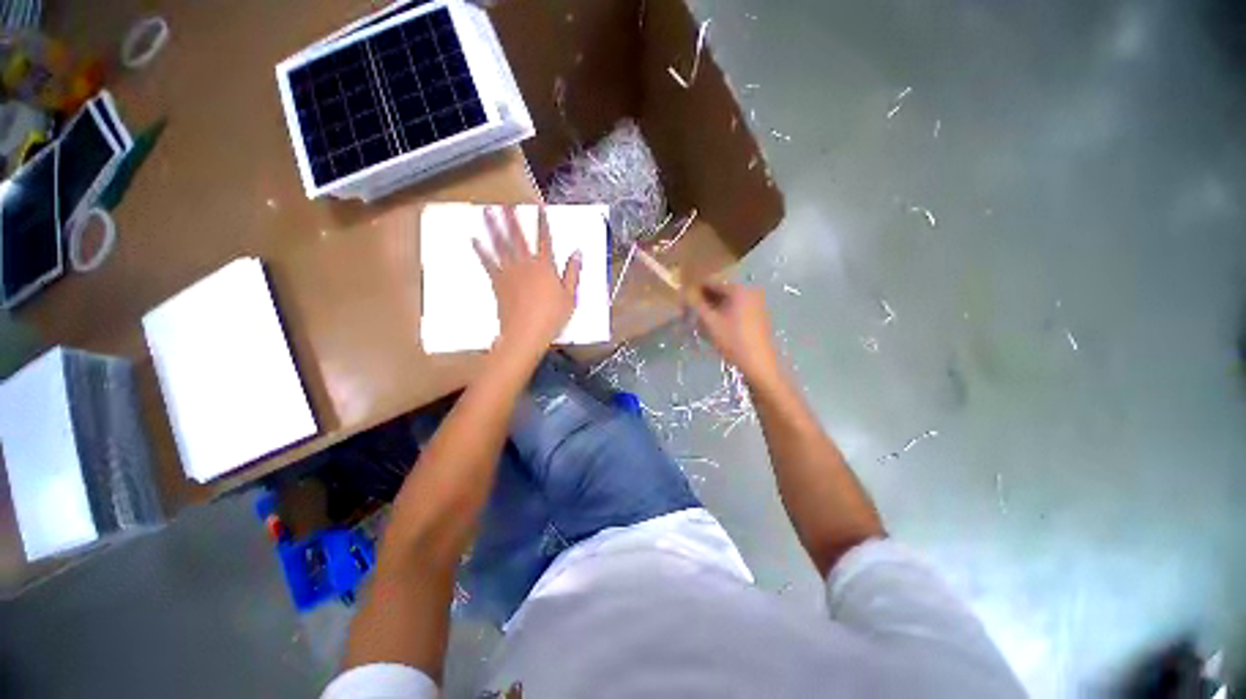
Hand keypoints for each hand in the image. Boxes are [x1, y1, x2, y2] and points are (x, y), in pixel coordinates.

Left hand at [474, 206, 581, 360]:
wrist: (526, 333)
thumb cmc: (551, 317)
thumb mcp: (570, 296)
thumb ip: (573, 273)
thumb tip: (577, 254)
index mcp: (545, 267)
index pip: (544, 239)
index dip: (542, 222)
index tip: (539, 208)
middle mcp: (525, 264)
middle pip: (518, 236)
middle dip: (512, 217)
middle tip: (506, 202)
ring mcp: (509, 272)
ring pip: (500, 244)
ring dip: (493, 226)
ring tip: (487, 211)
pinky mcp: (498, 282)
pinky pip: (488, 262)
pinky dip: (481, 250)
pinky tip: (474, 240)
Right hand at [686, 282, 782, 384]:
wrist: (758, 364)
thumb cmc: (732, 340)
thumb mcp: (710, 322)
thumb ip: (696, 304)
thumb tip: (685, 292)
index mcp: (739, 289)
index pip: (711, 283)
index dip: (695, 291)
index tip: (683, 302)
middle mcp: (750, 291)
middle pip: (720, 291)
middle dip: (704, 301)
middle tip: (691, 314)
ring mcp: (756, 303)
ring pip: (727, 301)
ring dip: (713, 309)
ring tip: (702, 323)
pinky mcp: (758, 315)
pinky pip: (736, 309)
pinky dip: (724, 314)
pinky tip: (716, 328)